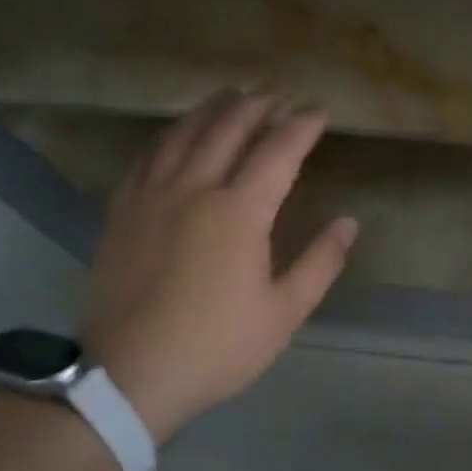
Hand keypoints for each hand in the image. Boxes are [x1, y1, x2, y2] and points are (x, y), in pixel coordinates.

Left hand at [81, 90, 357, 441]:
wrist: (130, 375)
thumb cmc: (216, 345)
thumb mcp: (284, 313)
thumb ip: (320, 263)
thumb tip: (348, 223)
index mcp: (239, 211)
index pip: (277, 151)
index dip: (302, 126)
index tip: (319, 112)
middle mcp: (194, 189)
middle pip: (228, 128)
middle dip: (258, 106)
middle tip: (278, 96)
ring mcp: (152, 196)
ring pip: (184, 133)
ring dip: (213, 109)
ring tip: (232, 95)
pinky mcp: (122, 211)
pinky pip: (148, 156)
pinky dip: (170, 134)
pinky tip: (177, 133)